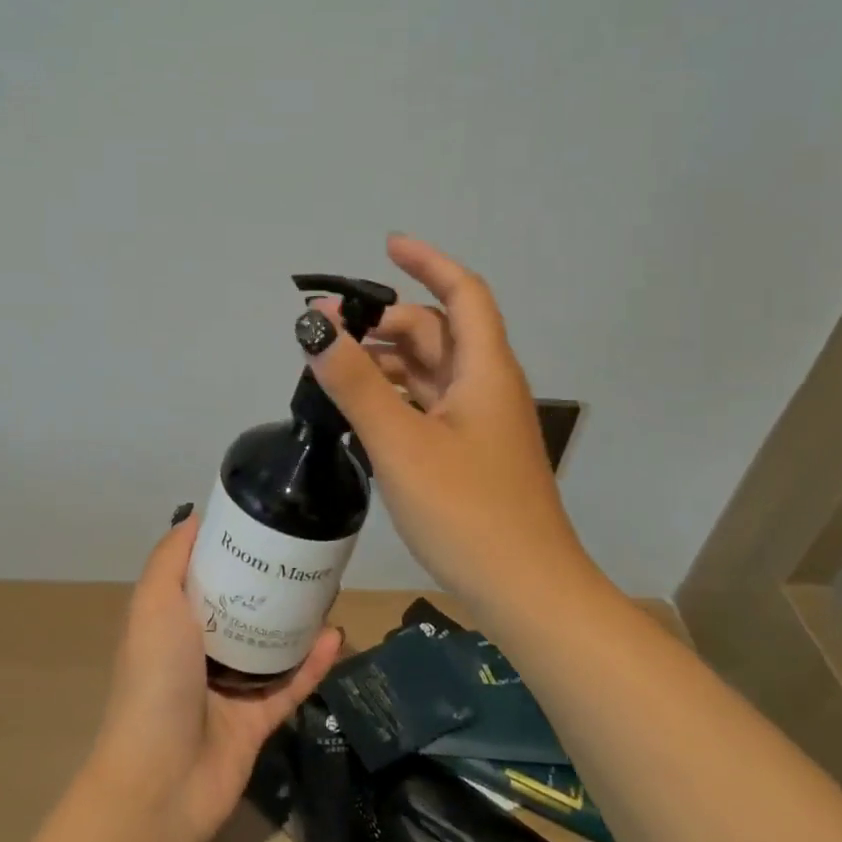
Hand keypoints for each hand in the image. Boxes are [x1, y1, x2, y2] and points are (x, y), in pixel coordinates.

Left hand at [92, 514, 341, 841]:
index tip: (265, 519)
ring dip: (299, 619)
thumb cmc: (154, 680)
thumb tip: (194, 516)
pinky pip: (292, 684)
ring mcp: (231, 687)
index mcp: (175, 621)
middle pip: (244, 606)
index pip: (206, 573)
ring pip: (273, 643)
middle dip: (273, 581)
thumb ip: (170, 559)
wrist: (161, 781)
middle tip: (308, 553)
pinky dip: (314, 662)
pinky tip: (335, 635)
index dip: (232, 547)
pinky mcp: (258, 720)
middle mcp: (202, 649)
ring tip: (330, 587)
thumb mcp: (153, 604)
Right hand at [301, 234, 587, 602]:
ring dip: (386, 362)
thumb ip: (355, 382)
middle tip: (328, 334)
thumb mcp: (402, 443)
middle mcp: (486, 386)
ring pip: (429, 371)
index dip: (428, 262)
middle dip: (386, 322)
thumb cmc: (468, 512)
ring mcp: (479, 423)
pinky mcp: (469, 454)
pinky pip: (428, 405)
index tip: (386, 246)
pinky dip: (395, 397)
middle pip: (436, 332)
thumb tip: (314, 326)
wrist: (527, 595)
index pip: (462, 292)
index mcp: (484, 370)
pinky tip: (360, 414)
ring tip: (333, 372)